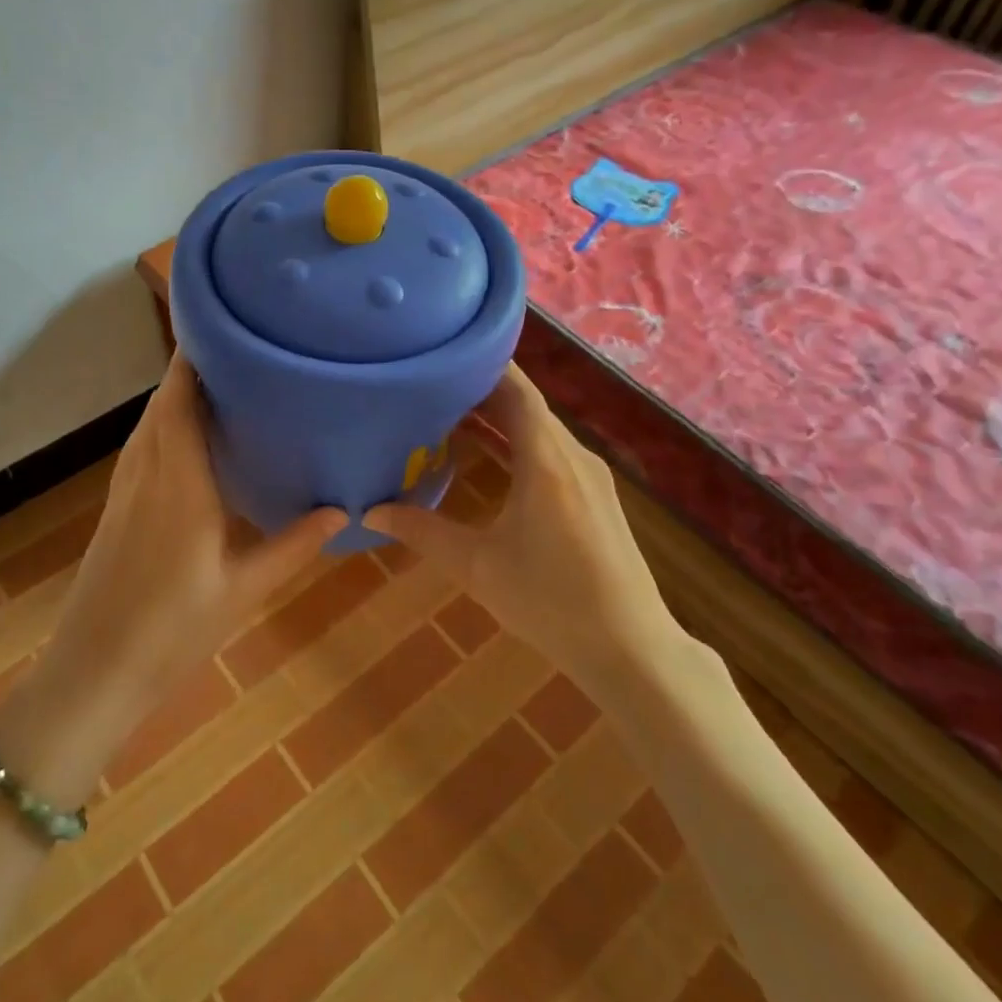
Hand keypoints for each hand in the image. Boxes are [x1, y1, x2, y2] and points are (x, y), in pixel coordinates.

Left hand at [35, 351, 345, 735]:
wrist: (93, 673)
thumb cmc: (172, 631)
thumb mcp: (244, 589)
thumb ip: (293, 546)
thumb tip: (341, 510)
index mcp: (177, 483)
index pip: (179, 401)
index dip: (193, 360)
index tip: (223, 329)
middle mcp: (146, 474)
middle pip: (161, 404)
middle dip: (191, 371)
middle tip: (239, 352)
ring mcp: (124, 491)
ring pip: (148, 425)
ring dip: (175, 397)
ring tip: (221, 385)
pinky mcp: (116, 509)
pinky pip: (142, 448)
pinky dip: (164, 426)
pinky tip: (190, 440)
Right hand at [365, 364, 677, 692]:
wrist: (631, 649)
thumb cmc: (552, 602)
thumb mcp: (478, 567)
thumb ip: (423, 532)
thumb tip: (370, 512)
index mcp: (546, 460)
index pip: (516, 389)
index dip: (481, 365)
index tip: (442, 352)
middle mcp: (572, 456)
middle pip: (526, 404)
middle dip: (479, 391)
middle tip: (430, 384)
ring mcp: (589, 476)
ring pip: (539, 429)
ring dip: (498, 418)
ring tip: (448, 414)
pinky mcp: (595, 497)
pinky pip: (550, 452)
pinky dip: (516, 443)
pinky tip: (488, 457)